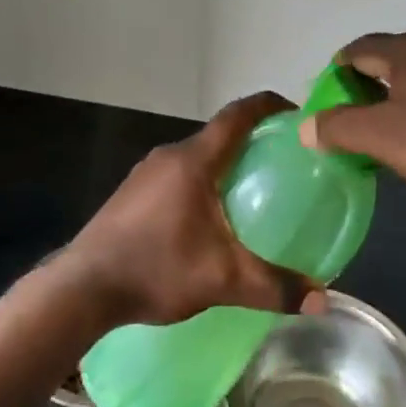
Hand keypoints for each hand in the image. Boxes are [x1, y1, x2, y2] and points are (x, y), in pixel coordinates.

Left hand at [65, 93, 326, 326]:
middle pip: (218, 135)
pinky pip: (176, 175)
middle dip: (250, 142)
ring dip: (222, 164)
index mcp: (194, 161)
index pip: (237, 115)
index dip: (267, 106)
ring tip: (250, 191)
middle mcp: (169, 156)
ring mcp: (145, 173)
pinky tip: (208, 218)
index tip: (294, 113)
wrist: (84, 286)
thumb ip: (273, 287)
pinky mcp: (131, 192)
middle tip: (281, 163)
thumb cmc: (156, 268)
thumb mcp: (222, 280)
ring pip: (195, 157)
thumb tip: (321, 300)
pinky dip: (200, 182)